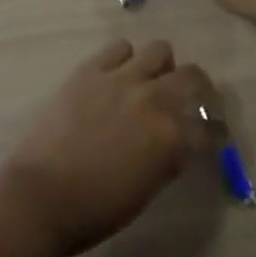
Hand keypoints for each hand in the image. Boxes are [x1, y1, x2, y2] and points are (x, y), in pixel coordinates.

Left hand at [0, 39, 215, 256]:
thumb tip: (178, 142)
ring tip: (149, 82)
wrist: (42, 195)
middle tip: (188, 100)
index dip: (212, 131)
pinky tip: (117, 75)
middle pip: (193, 76)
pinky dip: (125, 59)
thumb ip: (168, 158)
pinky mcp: (92, 69)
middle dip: (197, 89)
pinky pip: (120, 47)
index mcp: (171, 138)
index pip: (208, 126)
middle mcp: (154, 99)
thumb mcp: (146, 190)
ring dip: (161, 67)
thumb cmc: (96, 209)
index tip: (210, 133)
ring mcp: (122, 78)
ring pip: (160, 50)